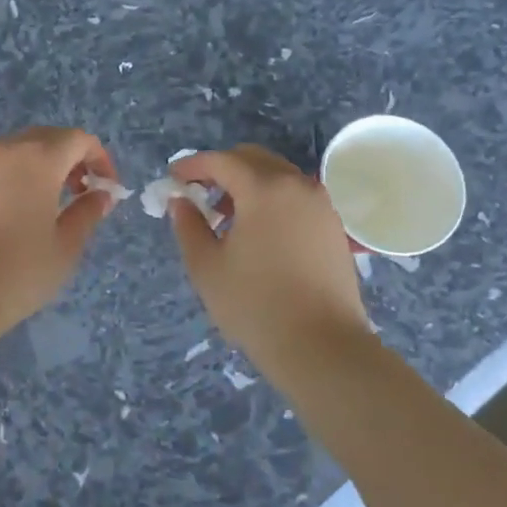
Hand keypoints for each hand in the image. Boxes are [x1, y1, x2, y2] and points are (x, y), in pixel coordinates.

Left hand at [0, 127, 118, 338]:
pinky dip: (6, 182)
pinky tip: (3, 219)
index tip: (105, 188)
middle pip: (44, 138)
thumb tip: (100, 195)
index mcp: (37, 159)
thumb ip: (87, 213)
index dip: (99, 158)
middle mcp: (3, 151)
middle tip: (78, 193)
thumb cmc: (16, 273)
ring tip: (41, 207)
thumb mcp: (65, 248)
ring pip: (13, 153)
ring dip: (35, 169)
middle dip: (68, 159)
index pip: (78, 139)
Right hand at [169, 146, 369, 375]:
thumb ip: (188, 226)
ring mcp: (320, 204)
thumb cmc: (256, 305)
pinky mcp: (333, 226)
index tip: (173, 179)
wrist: (323, 347)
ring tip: (227, 216)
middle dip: (222, 169)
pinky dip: (272, 199)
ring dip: (248, 183)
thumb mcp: (206, 267)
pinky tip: (258, 231)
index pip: (221, 161)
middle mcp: (296, 185)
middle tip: (199, 193)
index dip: (192, 166)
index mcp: (264, 188)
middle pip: (253, 159)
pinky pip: (296, 196)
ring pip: (277, 175)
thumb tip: (181, 202)